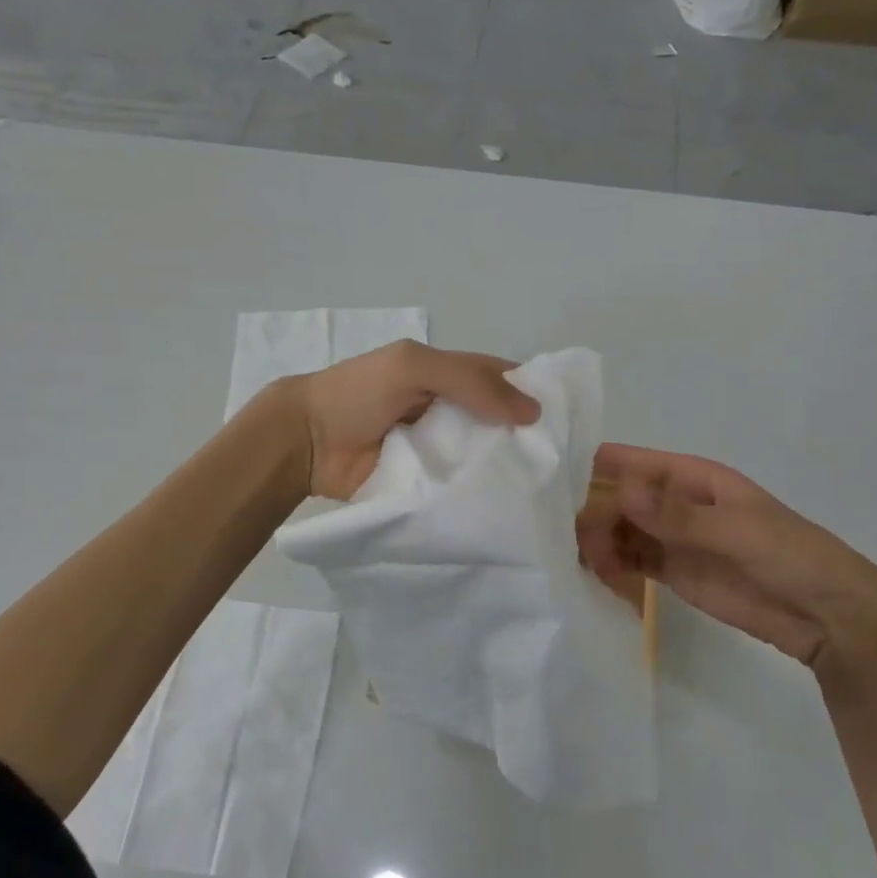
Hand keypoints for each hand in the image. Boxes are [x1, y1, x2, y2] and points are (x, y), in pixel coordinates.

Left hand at [287, 341, 539, 499]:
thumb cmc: (357, 393)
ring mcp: (438, 450)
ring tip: (548, 494)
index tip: (571, 420)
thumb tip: (532, 411)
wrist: (305, 442)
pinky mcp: (426, 485)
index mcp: (447, 376)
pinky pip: (460, 488)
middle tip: (564, 467)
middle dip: (527, 439)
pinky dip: (481, 496)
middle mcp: (448, 412)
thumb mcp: (413, 367)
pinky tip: (511, 510)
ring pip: (483, 459)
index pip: (501, 379)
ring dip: (507, 471)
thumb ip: (468, 380)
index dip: (533, 393)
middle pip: (498, 423)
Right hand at [577, 443, 876, 671]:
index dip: (592, 464)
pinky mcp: (670, 572)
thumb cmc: (789, 554)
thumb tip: (621, 490)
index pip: (630, 462)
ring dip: (595, 541)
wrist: (828, 615)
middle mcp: (672, 502)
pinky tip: (593, 575)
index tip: (551, 479)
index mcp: (690, 477)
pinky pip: (628, 560)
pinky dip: (608, 565)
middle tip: (567, 540)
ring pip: (617, 530)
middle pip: (616, 499)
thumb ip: (676, 515)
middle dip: (589, 512)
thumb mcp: (736, 529)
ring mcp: (670, 538)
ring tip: (583, 563)